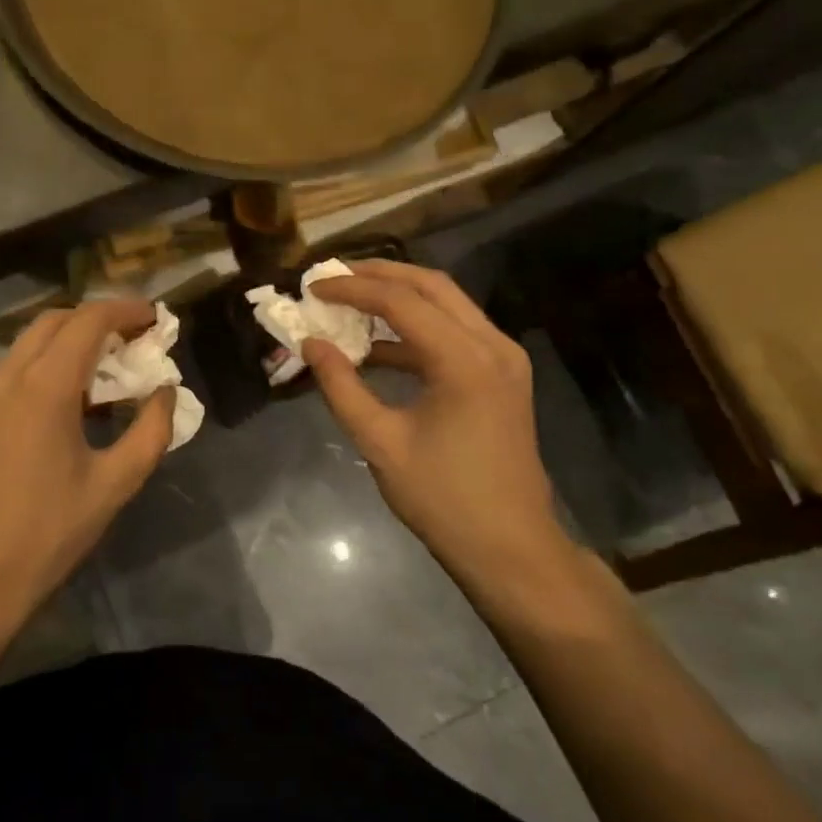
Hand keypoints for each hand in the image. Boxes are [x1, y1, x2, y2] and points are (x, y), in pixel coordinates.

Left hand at [0, 298, 173, 637]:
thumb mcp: (114, 484)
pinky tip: (78, 394)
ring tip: (113, 363)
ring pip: (34, 339)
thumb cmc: (48, 531)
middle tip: (137, 338)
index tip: (157, 319)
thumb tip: (165, 392)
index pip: (89, 321)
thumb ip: (150, 431)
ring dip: (74, 337)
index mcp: (45, 386)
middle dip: (99, 318)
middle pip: (57, 320)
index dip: (126, 311)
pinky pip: (20, 364)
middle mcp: (11, 376)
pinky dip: (52, 359)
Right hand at [304, 260, 566, 571]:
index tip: (312, 288)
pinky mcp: (502, 375)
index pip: (400, 301)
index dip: (352, 289)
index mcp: (464, 360)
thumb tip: (310, 344)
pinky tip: (378, 346)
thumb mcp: (379, 442)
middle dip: (379, 274)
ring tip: (350, 299)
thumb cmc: (442, 498)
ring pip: (447, 303)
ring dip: (399, 296)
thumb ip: (341, 385)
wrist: (511, 548)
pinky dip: (416, 327)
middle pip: (431, 285)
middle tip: (333, 276)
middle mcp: (492, 346)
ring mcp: (503, 359)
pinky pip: (455, 332)